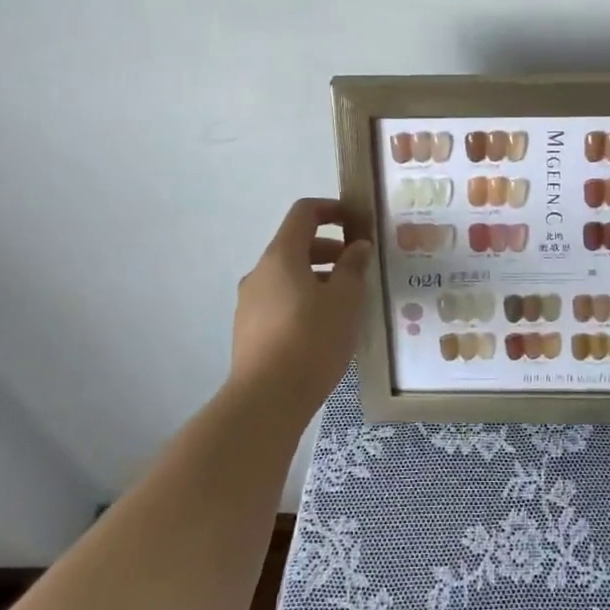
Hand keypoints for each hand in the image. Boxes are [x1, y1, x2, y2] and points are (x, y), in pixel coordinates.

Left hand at [230, 198, 373, 420]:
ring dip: (319, 277)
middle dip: (331, 250)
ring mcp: (249, 302)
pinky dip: (304, 300)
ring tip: (348, 302)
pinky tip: (325, 328)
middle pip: (296, 245)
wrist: (266, 400)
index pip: (304, 213)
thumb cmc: (311, 340)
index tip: (359, 222)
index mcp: (281, 256)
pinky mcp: (248, 330)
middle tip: (360, 268)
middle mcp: (260, 273)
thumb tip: (357, 247)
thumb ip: (353, 267)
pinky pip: (281, 301)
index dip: (333, 209)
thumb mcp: (345, 300)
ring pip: (289, 276)